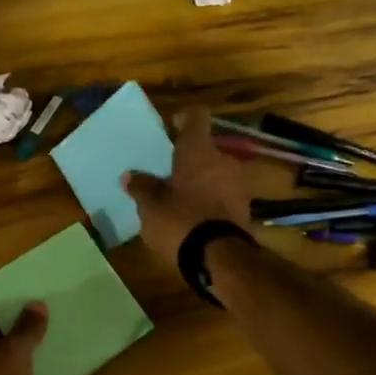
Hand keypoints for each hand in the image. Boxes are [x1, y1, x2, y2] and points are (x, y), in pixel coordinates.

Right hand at [122, 107, 252, 268]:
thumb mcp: (151, 207)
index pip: (197, 116)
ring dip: (202, 179)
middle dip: (190, 157)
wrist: (220, 258)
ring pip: (217, 171)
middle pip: (207, 147)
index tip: (172, 127)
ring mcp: (238, 183)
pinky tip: (196, 215)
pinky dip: (212, 198)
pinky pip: (224, 193)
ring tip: (182, 197)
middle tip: (170, 172)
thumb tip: (130, 176)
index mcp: (198, 150)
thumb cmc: (181, 222)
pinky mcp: (245, 207)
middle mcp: (223, 159)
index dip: (184, 118)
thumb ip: (142, 188)